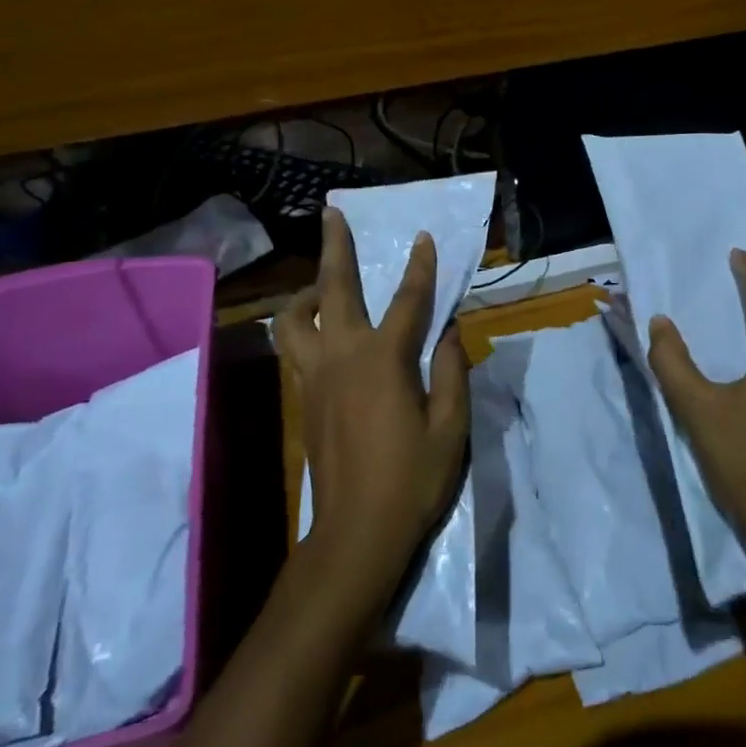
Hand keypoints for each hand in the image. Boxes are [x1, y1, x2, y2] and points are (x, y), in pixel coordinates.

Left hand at [278, 208, 470, 605]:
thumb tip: (450, 331)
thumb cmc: (412, 479)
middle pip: (333, 290)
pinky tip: (319, 330)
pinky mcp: (303, 399)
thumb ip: (451, 371)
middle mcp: (342, 357)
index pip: (408, 301)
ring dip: (306, 292)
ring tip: (322, 285)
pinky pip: (294, 348)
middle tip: (332, 214)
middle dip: (335, 247)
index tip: (423, 238)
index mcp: (383, 360)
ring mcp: (315, 377)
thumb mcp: (450, 427)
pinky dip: (302, 326)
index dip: (420, 267)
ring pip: (294, 319)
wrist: (356, 532)